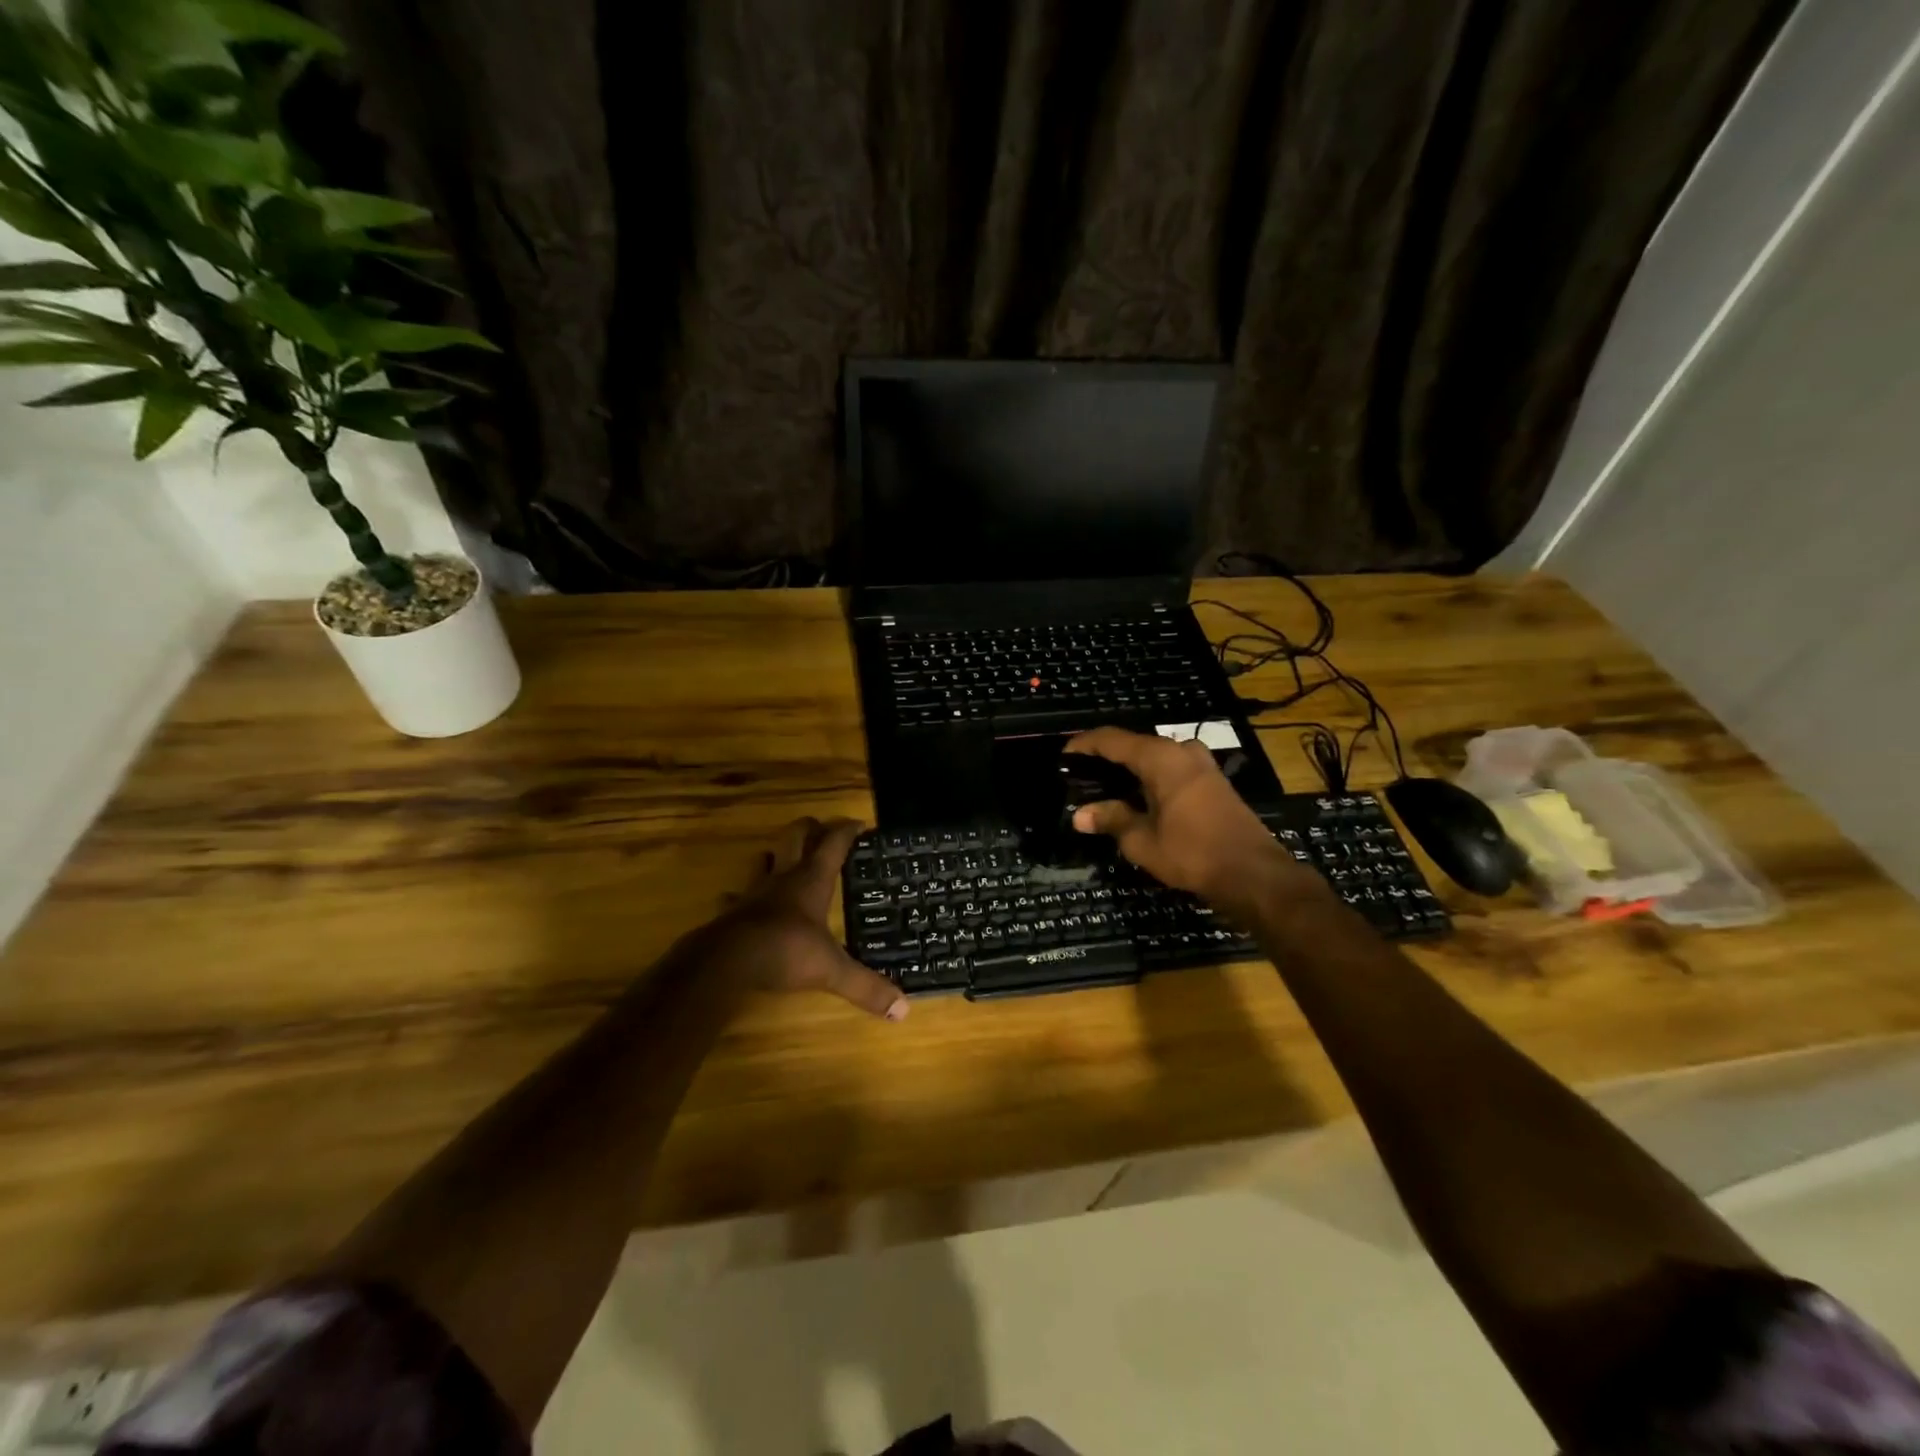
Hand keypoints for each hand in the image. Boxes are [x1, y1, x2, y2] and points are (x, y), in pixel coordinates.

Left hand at [699, 817, 907, 1021]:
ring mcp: (753, 892)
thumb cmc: (786, 951)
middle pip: (794, 836)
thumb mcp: (832, 970)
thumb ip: (866, 987)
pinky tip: (741, 901)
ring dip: (774, 855)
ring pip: (763, 859)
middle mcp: (783, 878)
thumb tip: (903, 1010)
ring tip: (782, 858)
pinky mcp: (731, 911)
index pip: (833, 844)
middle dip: (809, 828)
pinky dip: (739, 896)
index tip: (858, 823)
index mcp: (812, 882)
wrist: (727, 960)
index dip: (846, 831)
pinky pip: (734, 896)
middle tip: (820, 828)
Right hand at [1066, 727, 1309, 915]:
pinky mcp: (1213, 781)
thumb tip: (1080, 815)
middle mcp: (1181, 751)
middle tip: (1080, 775)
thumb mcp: (1142, 840)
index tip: (1063, 755)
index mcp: (1160, 758)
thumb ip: (1111, 820)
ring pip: (1155, 757)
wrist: (1253, 873)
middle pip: (1134, 745)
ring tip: (1104, 786)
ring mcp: (1202, 764)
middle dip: (1106, 758)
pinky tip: (1137, 797)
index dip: (1084, 745)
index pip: (1111, 739)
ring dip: (1129, 769)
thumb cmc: (1192, 853)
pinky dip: (1150, 778)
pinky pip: (1171, 769)